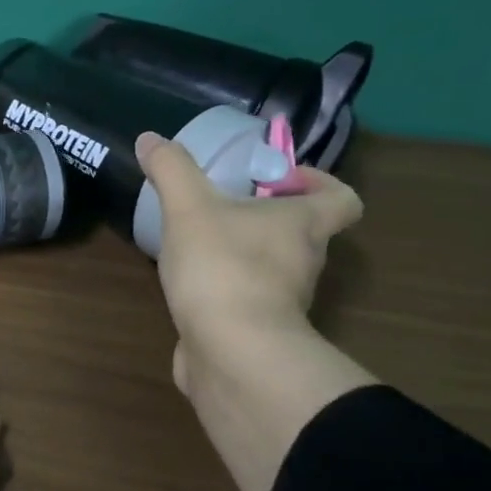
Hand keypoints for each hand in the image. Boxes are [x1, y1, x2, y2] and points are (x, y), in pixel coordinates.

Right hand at [136, 131, 363, 388]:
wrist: (232, 352)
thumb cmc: (223, 267)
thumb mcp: (189, 207)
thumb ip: (170, 169)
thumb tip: (149, 138)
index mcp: (302, 225)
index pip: (341, 199)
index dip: (318, 182)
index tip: (277, 178)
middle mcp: (303, 262)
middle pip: (300, 232)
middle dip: (265, 217)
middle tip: (221, 205)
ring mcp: (282, 301)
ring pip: (272, 268)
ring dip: (243, 254)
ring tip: (196, 244)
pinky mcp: (256, 331)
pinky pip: (244, 301)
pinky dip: (224, 291)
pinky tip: (188, 286)